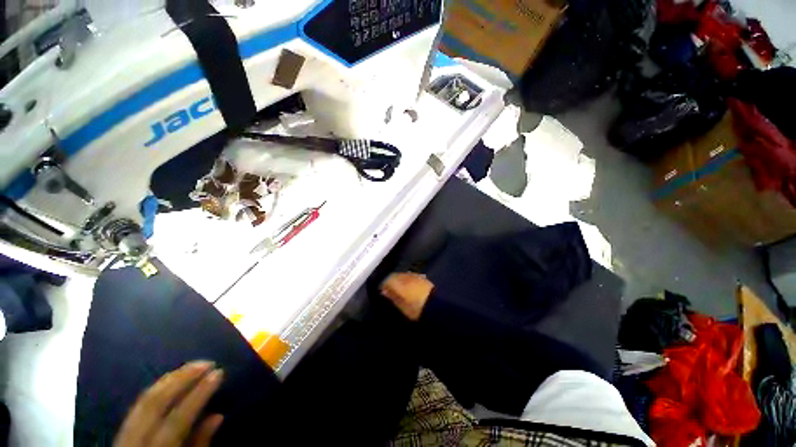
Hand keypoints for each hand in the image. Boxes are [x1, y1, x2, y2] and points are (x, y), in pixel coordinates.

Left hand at [114, 361, 224, 446]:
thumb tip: (217, 416)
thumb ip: (199, 445)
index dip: (199, 394)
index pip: (177, 420)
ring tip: (193, 365)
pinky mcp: (121, 431)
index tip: (218, 372)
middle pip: (155, 403)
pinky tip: (172, 379)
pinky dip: (157, 388)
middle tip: (207, 362)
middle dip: (182, 379)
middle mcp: (135, 441)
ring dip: (170, 379)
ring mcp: (124, 435)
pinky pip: (138, 404)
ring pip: (144, 399)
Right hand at [381, 272, 433, 320]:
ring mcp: (415, 275)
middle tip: (390, 289)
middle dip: (391, 281)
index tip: (382, 290)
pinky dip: (407, 279)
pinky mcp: (422, 277)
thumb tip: (384, 290)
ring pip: (403, 274)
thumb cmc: (417, 309)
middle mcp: (406, 276)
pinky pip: (410, 275)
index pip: (387, 279)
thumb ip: (392, 296)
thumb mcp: (402, 306)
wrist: (437, 306)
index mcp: (399, 283)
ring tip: (399, 288)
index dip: (384, 284)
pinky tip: (408, 286)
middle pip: (395, 275)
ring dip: (399, 279)